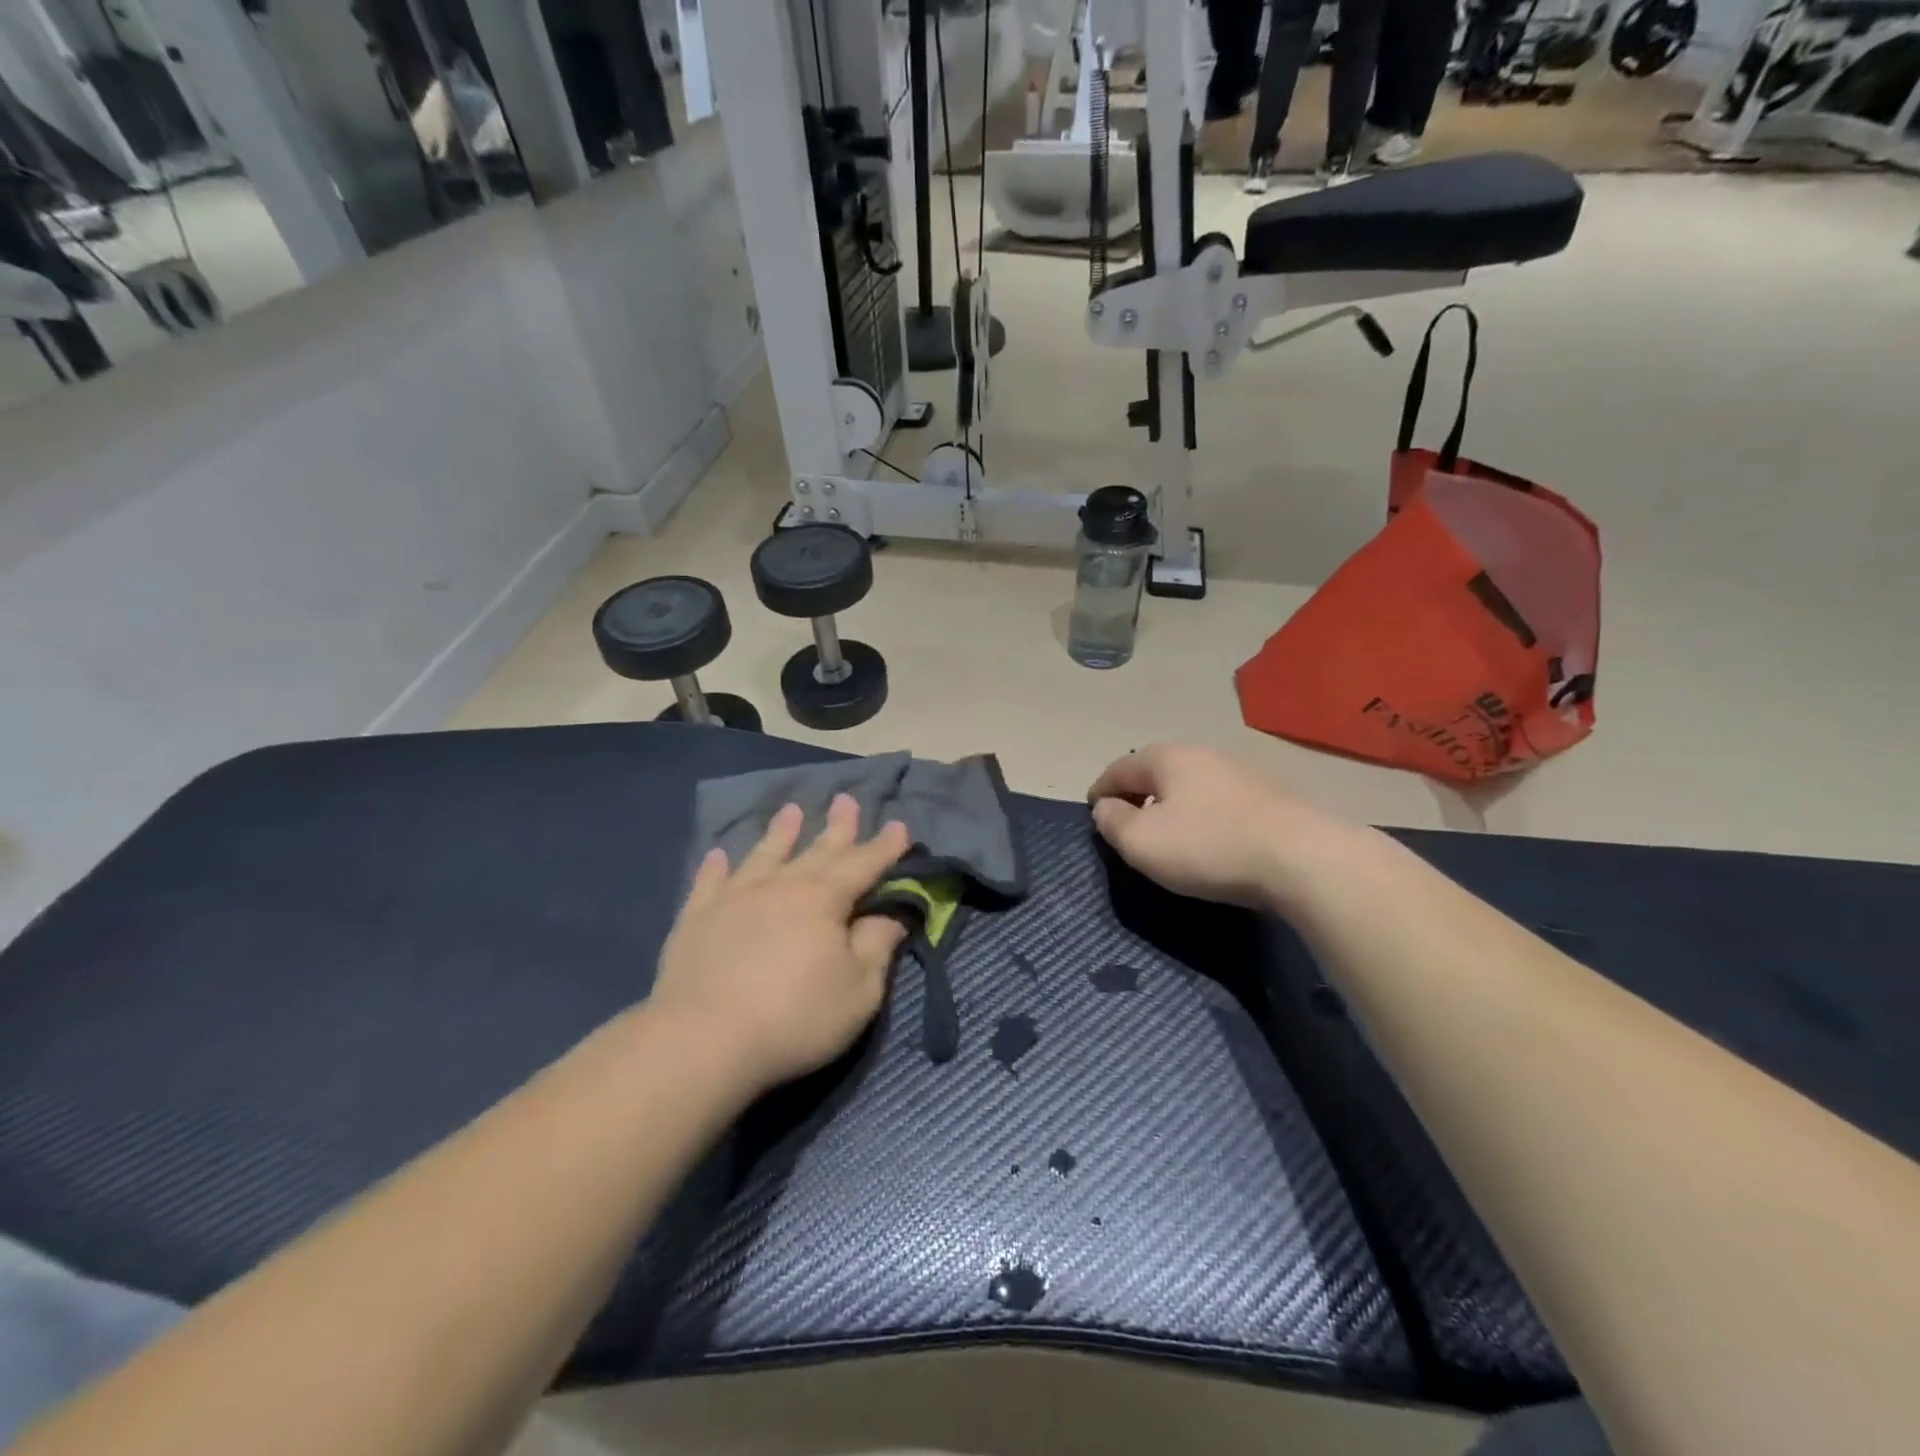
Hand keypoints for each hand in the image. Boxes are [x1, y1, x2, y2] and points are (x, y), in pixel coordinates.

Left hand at [651, 795, 911, 1096]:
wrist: (704, 1040)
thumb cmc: (795, 1018)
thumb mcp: (858, 991)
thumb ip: (876, 948)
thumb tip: (891, 915)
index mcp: (823, 900)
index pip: (862, 865)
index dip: (884, 847)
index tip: (899, 826)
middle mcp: (780, 886)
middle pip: (816, 851)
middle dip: (837, 827)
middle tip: (846, 799)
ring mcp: (733, 898)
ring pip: (763, 855)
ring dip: (780, 833)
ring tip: (791, 810)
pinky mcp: (696, 920)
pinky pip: (708, 883)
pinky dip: (715, 867)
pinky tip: (718, 854)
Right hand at [1087, 744, 1330, 909]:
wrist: (1304, 859)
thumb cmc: (1209, 847)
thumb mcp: (1141, 842)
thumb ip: (1112, 822)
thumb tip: (1106, 807)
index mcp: (1168, 758)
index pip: (1120, 768)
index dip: (1100, 789)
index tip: (1092, 810)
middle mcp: (1205, 753)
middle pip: (1158, 770)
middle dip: (1138, 793)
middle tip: (1128, 821)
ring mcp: (1243, 771)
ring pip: (1192, 784)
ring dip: (1174, 803)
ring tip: (1169, 831)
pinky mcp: (1272, 795)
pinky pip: (1222, 800)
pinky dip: (1205, 813)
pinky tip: (1211, 837)